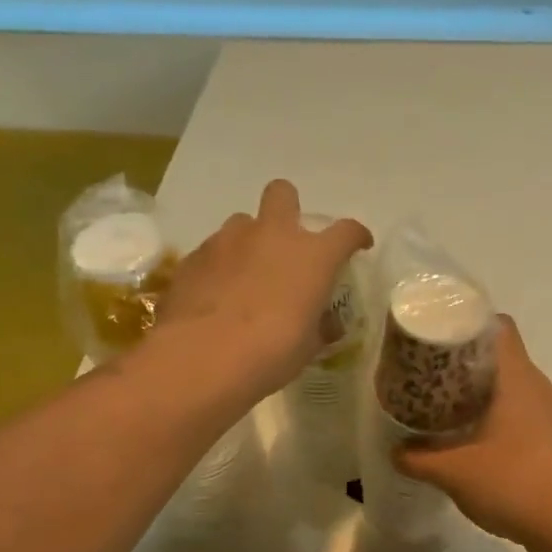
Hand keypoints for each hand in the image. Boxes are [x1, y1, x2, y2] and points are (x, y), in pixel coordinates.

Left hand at [154, 180, 372, 402]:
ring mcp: (228, 241)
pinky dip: (220, 267)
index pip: (346, 231)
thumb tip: (326, 322)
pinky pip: (213, 251)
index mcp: (312, 256)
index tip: (358, 246)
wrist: (202, 358)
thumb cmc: (271, 352)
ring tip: (247, 275)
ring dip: (250, 242)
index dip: (356, 236)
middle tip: (288, 241)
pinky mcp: (193, 257)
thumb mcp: (308, 346)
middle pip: (283, 194)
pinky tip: (217, 296)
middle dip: (288, 209)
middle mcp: (272, 235)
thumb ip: (320, 326)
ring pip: (243, 223)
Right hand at [394, 316, 551, 551]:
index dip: (471, 326)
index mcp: (519, 379)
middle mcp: (544, 388)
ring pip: (522, 393)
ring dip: (493, 400)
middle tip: (439, 385)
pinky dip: (511, 426)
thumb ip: (419, 458)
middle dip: (473, 369)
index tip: (444, 342)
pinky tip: (490, 452)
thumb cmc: (514, 483)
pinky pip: (534, 420)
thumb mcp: (454, 472)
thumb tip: (396, 452)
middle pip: (508, 361)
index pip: (500, 328)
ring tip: (460, 419)